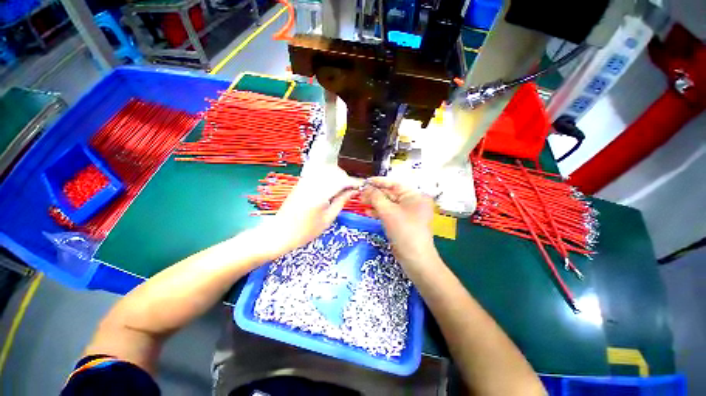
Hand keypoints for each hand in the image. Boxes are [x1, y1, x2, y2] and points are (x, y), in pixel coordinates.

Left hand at [257, 166, 360, 257]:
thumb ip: (341, 201)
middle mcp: (312, 182)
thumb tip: (353, 191)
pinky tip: (330, 187)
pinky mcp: (301, 182)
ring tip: (342, 189)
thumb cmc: (305, 231)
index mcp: (320, 193)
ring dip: (337, 176)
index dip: (354, 182)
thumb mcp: (328, 219)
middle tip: (351, 190)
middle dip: (346, 178)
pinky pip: (318, 173)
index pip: (341, 180)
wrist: (280, 233)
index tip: (361, 186)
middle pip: (334, 171)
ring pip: (326, 170)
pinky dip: (328, 176)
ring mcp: (305, 181)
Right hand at [361, 177, 437, 267]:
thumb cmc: (404, 231)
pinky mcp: (401, 222)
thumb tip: (366, 187)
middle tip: (360, 193)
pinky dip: (378, 212)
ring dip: (374, 203)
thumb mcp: (388, 212)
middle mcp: (412, 202)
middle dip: (375, 194)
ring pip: (388, 204)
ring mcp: (407, 213)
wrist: (414, 258)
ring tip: (360, 202)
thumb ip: (376, 197)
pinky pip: (389, 213)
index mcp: (414, 196)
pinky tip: (367, 212)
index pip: (394, 184)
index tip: (365, 181)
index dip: (379, 182)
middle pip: (390, 194)